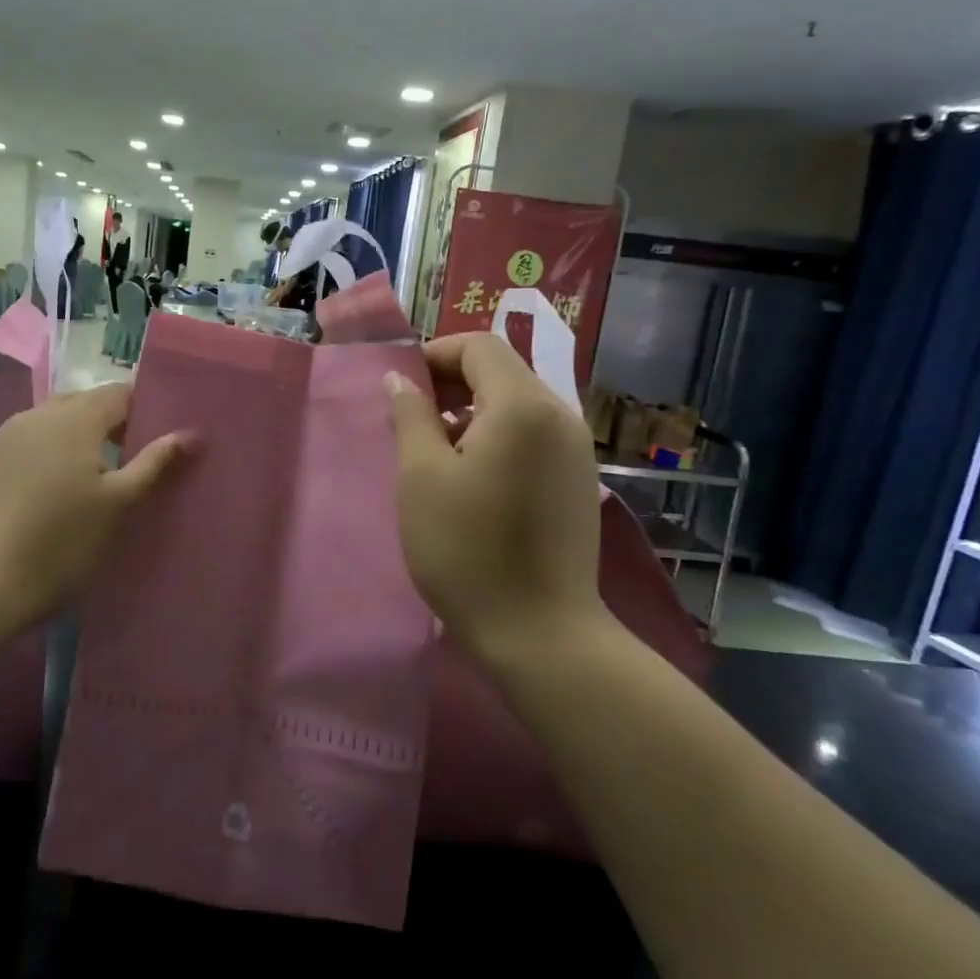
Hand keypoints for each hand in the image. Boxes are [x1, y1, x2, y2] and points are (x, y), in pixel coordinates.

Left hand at [0, 384, 191, 640]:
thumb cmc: (57, 542)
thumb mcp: (117, 505)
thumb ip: (154, 464)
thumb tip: (190, 434)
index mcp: (74, 417)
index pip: (121, 392)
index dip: (148, 409)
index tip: (167, 438)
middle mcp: (38, 414)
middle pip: (88, 403)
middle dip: (117, 424)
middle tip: (140, 461)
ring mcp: (7, 438)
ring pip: (58, 423)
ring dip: (85, 440)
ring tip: (105, 478)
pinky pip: (35, 443)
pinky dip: (57, 454)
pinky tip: (63, 492)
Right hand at [385, 333, 605, 665]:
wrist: (540, 632)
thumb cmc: (467, 550)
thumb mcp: (421, 478)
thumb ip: (410, 417)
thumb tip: (400, 379)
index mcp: (523, 405)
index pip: (479, 346)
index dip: (435, 354)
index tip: (401, 387)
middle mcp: (560, 415)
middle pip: (503, 371)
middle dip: (452, 382)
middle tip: (411, 418)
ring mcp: (577, 450)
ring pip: (519, 404)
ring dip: (473, 410)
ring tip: (435, 450)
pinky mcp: (579, 481)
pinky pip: (534, 435)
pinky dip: (499, 436)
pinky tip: (473, 477)